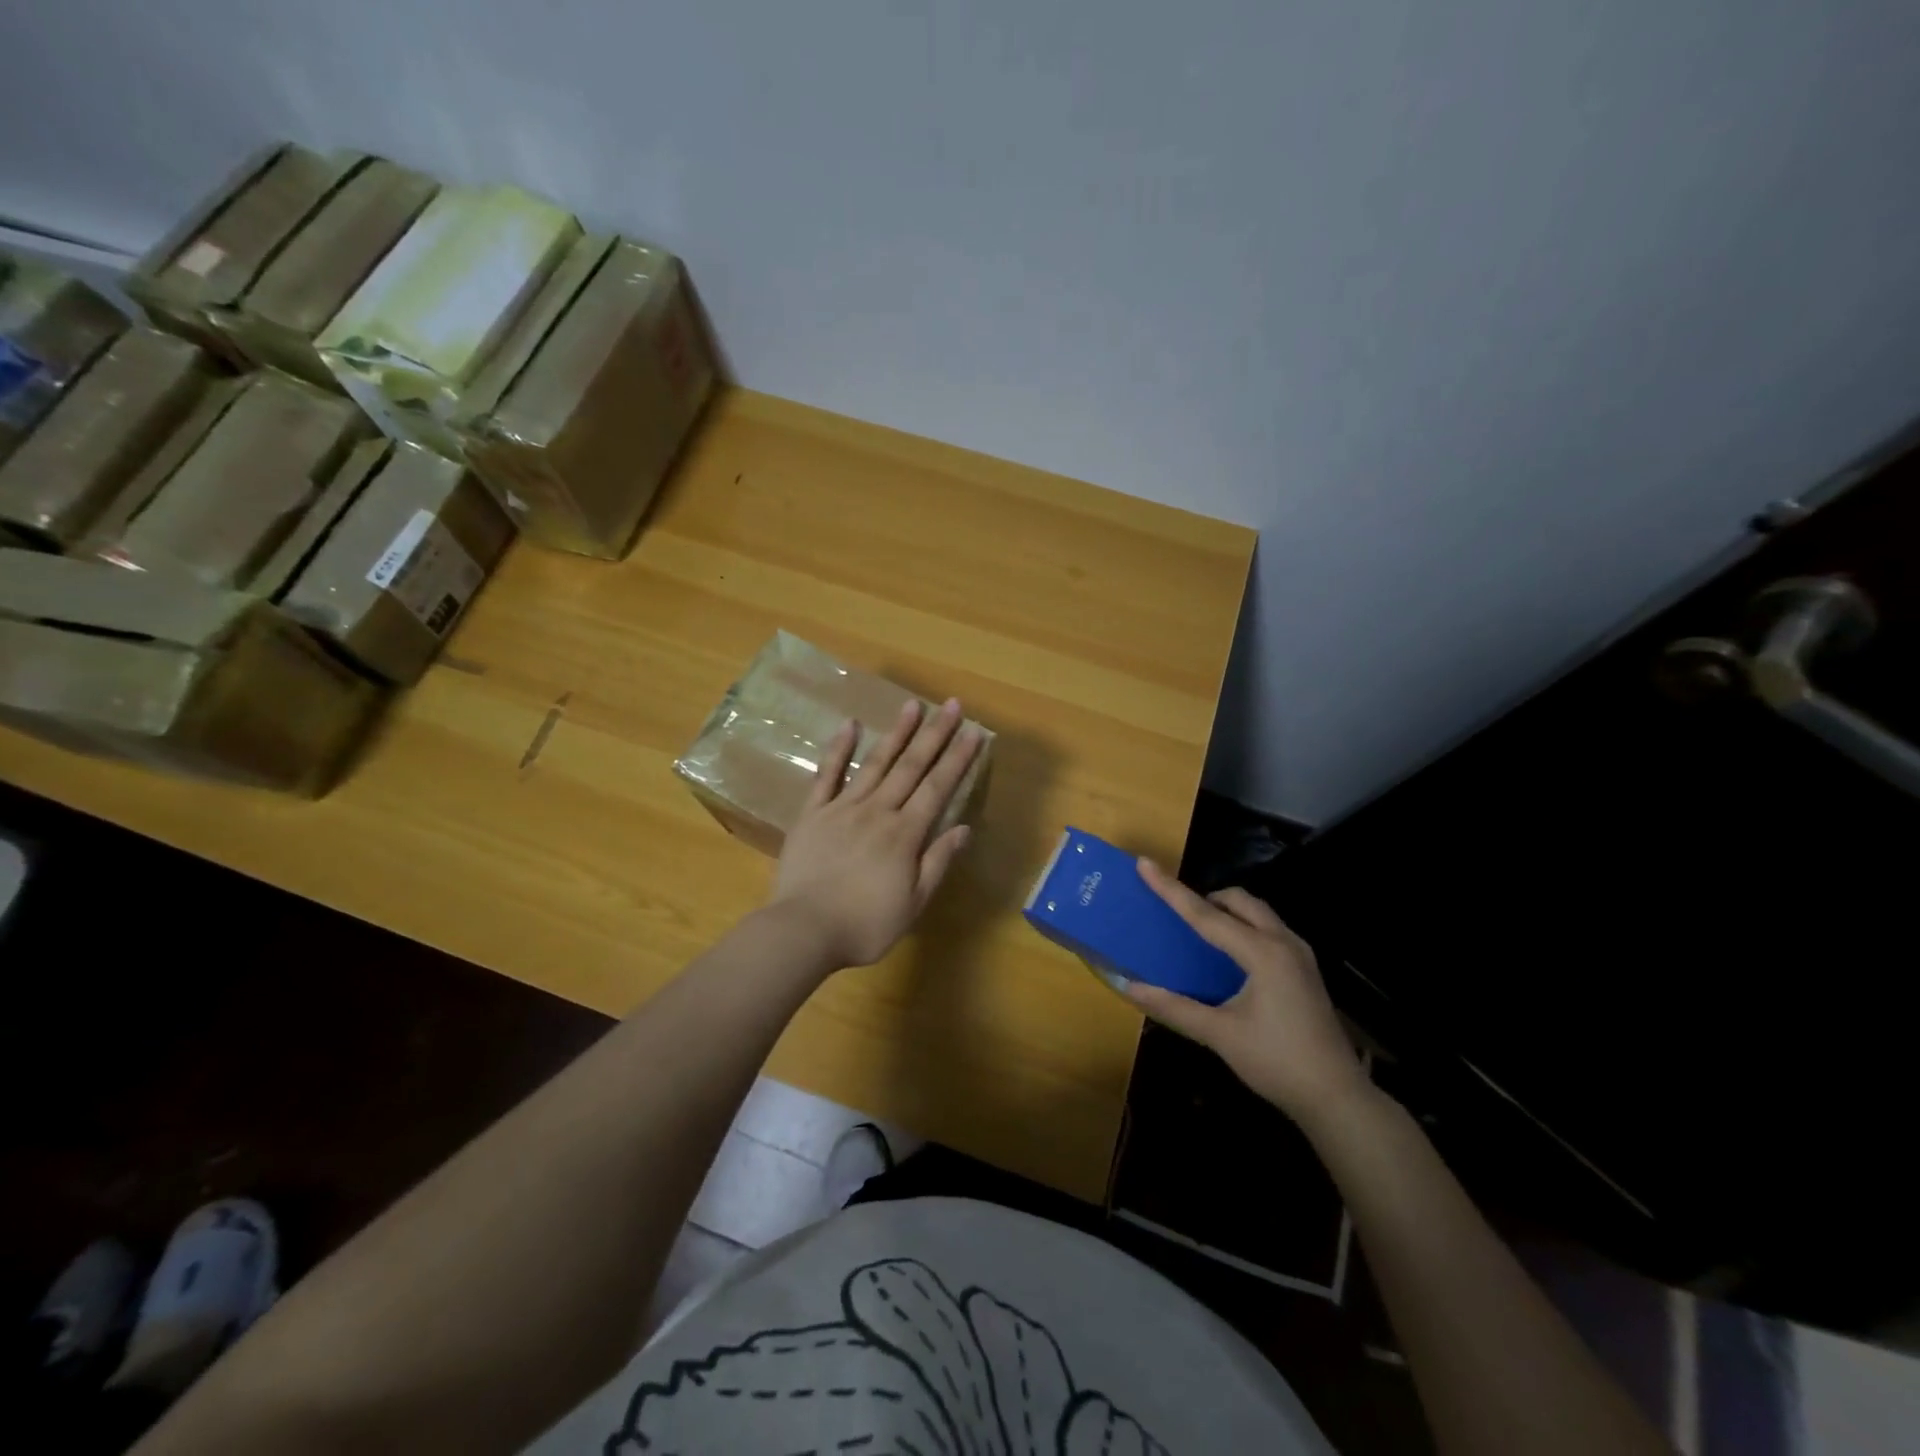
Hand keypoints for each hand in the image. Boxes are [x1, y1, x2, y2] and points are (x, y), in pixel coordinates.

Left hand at [768, 697, 982, 968]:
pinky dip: (839, 749)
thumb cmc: (865, 924)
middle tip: (952, 705)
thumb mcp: (913, 903)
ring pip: (875, 763)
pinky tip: (850, 725)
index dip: (958, 759)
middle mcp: (878, 811)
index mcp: (905, 834)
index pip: (938, 788)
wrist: (804, 930)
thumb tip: (963, 828)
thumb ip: (937, 862)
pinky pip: (827, 775)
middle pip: (911, 767)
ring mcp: (843, 808)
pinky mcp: (812, 813)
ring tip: (912, 705)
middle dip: (935, 734)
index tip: (974, 732)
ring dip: (897, 733)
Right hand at [1127, 860, 1370, 1124]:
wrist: (1337, 1097)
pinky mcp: (1305, 969)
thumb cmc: (1276, 1062)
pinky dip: (1243, 928)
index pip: (1205, 914)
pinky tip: (1230, 957)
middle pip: (1239, 901)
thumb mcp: (1219, 1035)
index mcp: (1262, 953)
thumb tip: (1129, 987)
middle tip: (1178, 914)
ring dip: (1228, 912)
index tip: (1145, 864)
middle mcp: (1283, 943)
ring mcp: (1300, 955)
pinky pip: (1268, 930)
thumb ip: (1174, 1007)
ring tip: (1200, 932)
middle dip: (1206, 898)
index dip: (1171, 889)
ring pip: (1258, 913)